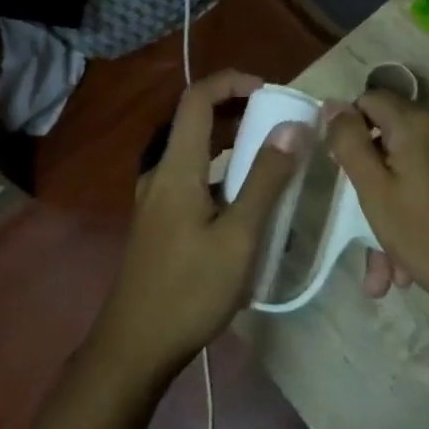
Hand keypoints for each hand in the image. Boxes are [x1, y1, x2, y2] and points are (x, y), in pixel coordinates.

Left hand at [92, 70, 310, 378]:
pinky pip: (192, 177)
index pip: (197, 99)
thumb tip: (292, 127)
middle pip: (196, 121)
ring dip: (232, 142)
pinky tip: (247, 200)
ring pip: (195, 151)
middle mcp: (161, 173)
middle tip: (280, 120)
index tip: (270, 90)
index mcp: (177, 168)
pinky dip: (222, 171)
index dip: (232, 82)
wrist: (135, 347)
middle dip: (238, 109)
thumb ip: (266, 180)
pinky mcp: (160, 220)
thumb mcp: (239, 237)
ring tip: (272, 155)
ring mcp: (156, 198)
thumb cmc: (189, 290)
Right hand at [325, 91, 428, 332]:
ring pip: (405, 177)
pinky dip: (410, 224)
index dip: (346, 128)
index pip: (368, 100)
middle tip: (353, 222)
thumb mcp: (375, 190)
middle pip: (387, 142)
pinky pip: (426, 196)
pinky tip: (404, 273)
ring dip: (386, 217)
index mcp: (415, 124)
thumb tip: (332, 103)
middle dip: (366, 184)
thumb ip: (350, 143)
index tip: (337, 168)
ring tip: (381, 273)